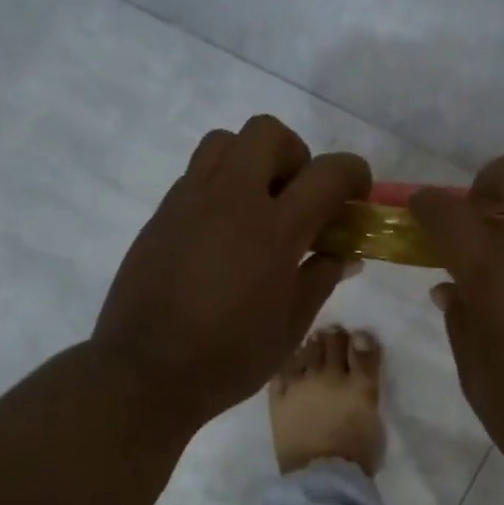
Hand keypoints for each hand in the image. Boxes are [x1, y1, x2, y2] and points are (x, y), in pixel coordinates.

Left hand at [92, 116, 370, 437]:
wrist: (147, 372)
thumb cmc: (230, 357)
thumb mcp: (292, 325)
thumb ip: (321, 277)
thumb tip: (342, 252)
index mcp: (274, 230)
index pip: (327, 173)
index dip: (353, 174)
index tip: (356, 194)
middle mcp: (231, 200)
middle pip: (268, 132)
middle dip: (296, 154)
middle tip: (299, 198)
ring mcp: (189, 201)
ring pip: (225, 142)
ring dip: (251, 160)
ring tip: (257, 207)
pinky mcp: (161, 215)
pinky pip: (196, 175)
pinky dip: (221, 186)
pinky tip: (223, 234)